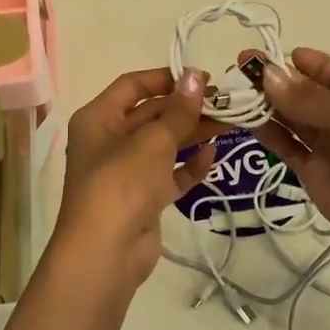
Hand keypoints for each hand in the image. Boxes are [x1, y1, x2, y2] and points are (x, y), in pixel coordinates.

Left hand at [50, 68, 220, 290]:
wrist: (105, 253)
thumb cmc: (122, 183)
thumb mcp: (153, 141)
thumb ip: (179, 110)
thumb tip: (196, 76)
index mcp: (98, 118)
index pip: (132, 85)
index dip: (166, 78)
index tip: (202, 78)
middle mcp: (108, 141)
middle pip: (151, 114)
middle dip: (187, 108)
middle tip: (226, 102)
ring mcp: (125, 172)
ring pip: (163, 145)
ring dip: (193, 134)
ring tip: (231, 123)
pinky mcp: (142, 200)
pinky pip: (168, 175)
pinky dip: (188, 166)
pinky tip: (213, 156)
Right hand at [248, 48, 329, 266]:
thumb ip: (308, 98)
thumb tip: (267, 74)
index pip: (326, 71)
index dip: (297, 62)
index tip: (264, 55)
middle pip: (302, 92)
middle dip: (273, 80)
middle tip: (239, 69)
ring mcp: (327, 145)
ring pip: (289, 118)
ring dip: (265, 104)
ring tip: (233, 93)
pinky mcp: (312, 173)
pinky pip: (286, 147)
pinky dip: (267, 134)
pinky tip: (245, 121)